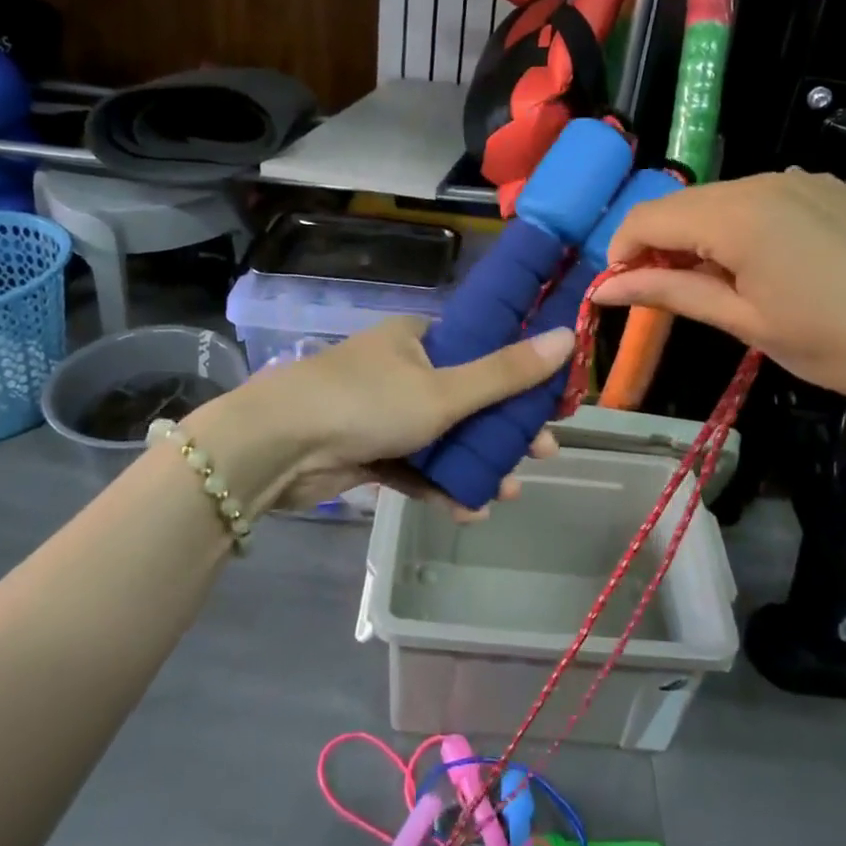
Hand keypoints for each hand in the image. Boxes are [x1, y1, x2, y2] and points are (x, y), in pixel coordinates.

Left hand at [209, 317, 572, 518]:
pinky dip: (440, 484)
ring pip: (443, 436)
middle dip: (503, 430)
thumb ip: (506, 373)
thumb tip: (569, 335)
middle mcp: (402, 368)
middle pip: (468, 396)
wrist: (276, 447)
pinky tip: (468, 510)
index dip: (519, 374)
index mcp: (419, 338)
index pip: (482, 347)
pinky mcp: (367, 449)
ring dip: (476, 464)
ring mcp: (383, 411)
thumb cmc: (367, 402)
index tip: (549, 403)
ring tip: (507, 492)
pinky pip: (415, 465)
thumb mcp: (444, 389)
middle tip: (540, 455)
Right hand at [593, 170, 845, 415]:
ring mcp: (797, 178)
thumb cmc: (832, 344)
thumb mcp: (742, 321)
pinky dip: (736, 225)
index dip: (622, 252)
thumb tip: (603, 290)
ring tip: (716, 283)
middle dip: (659, 244)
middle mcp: (761, 181)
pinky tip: (759, 263)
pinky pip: (757, 197)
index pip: (648, 216)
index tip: (621, 291)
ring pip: (717, 199)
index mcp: (736, 215)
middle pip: (681, 204)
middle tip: (666, 293)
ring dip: (697, 235)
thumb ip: (668, 293)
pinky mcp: (823, 186)